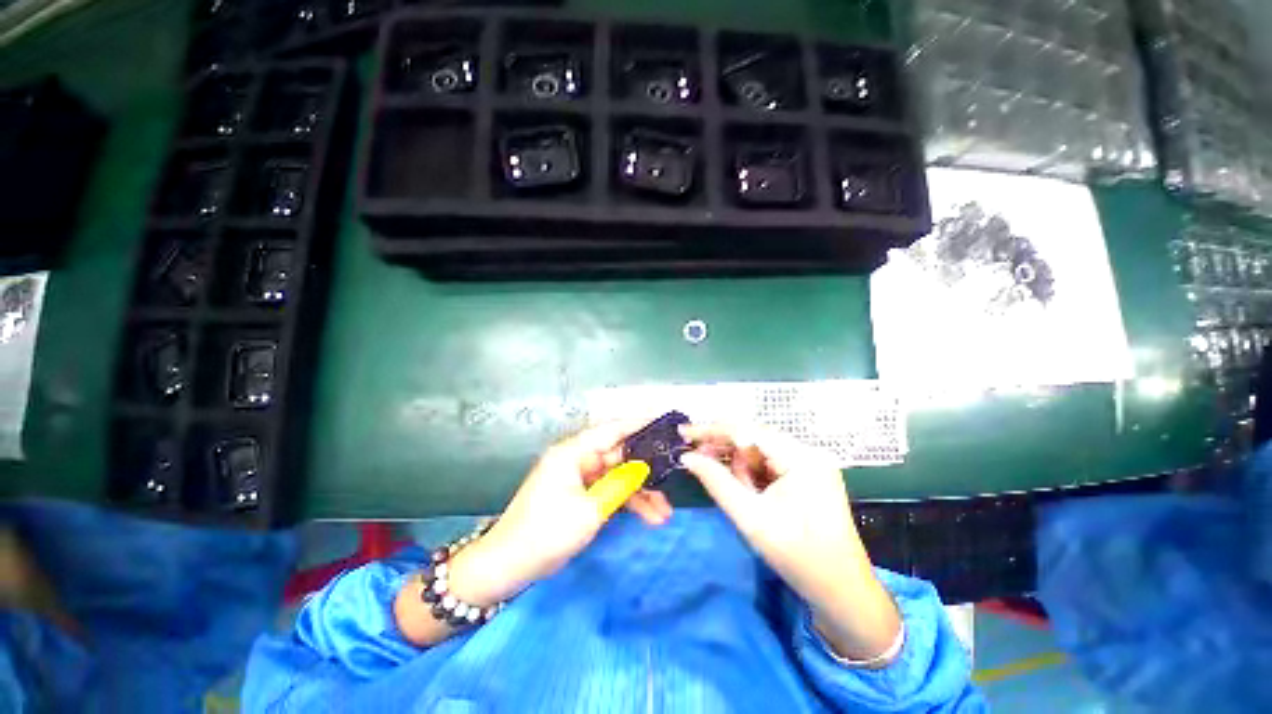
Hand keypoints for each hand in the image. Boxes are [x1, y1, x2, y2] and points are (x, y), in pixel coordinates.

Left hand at [448, 420, 671, 606]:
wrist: (508, 566)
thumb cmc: (547, 532)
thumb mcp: (590, 509)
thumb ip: (621, 484)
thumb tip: (645, 467)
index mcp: (574, 452)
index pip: (612, 429)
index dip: (640, 424)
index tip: (665, 422)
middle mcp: (578, 458)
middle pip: (620, 455)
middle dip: (647, 471)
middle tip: (674, 478)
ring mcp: (580, 477)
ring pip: (618, 476)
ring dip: (641, 493)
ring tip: (666, 512)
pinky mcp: (581, 495)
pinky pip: (610, 491)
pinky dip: (627, 502)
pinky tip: (650, 517)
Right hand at [679, 424, 900, 662]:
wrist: (843, 593)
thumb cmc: (799, 558)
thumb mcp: (751, 519)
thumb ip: (717, 482)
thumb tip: (687, 457)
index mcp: (801, 457)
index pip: (748, 430)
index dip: (712, 429)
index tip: (683, 433)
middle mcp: (808, 451)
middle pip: (753, 437)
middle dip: (725, 449)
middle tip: (697, 460)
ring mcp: (810, 462)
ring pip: (760, 450)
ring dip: (740, 465)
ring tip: (738, 493)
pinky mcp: (808, 474)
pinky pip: (770, 463)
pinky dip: (753, 473)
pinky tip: (748, 491)